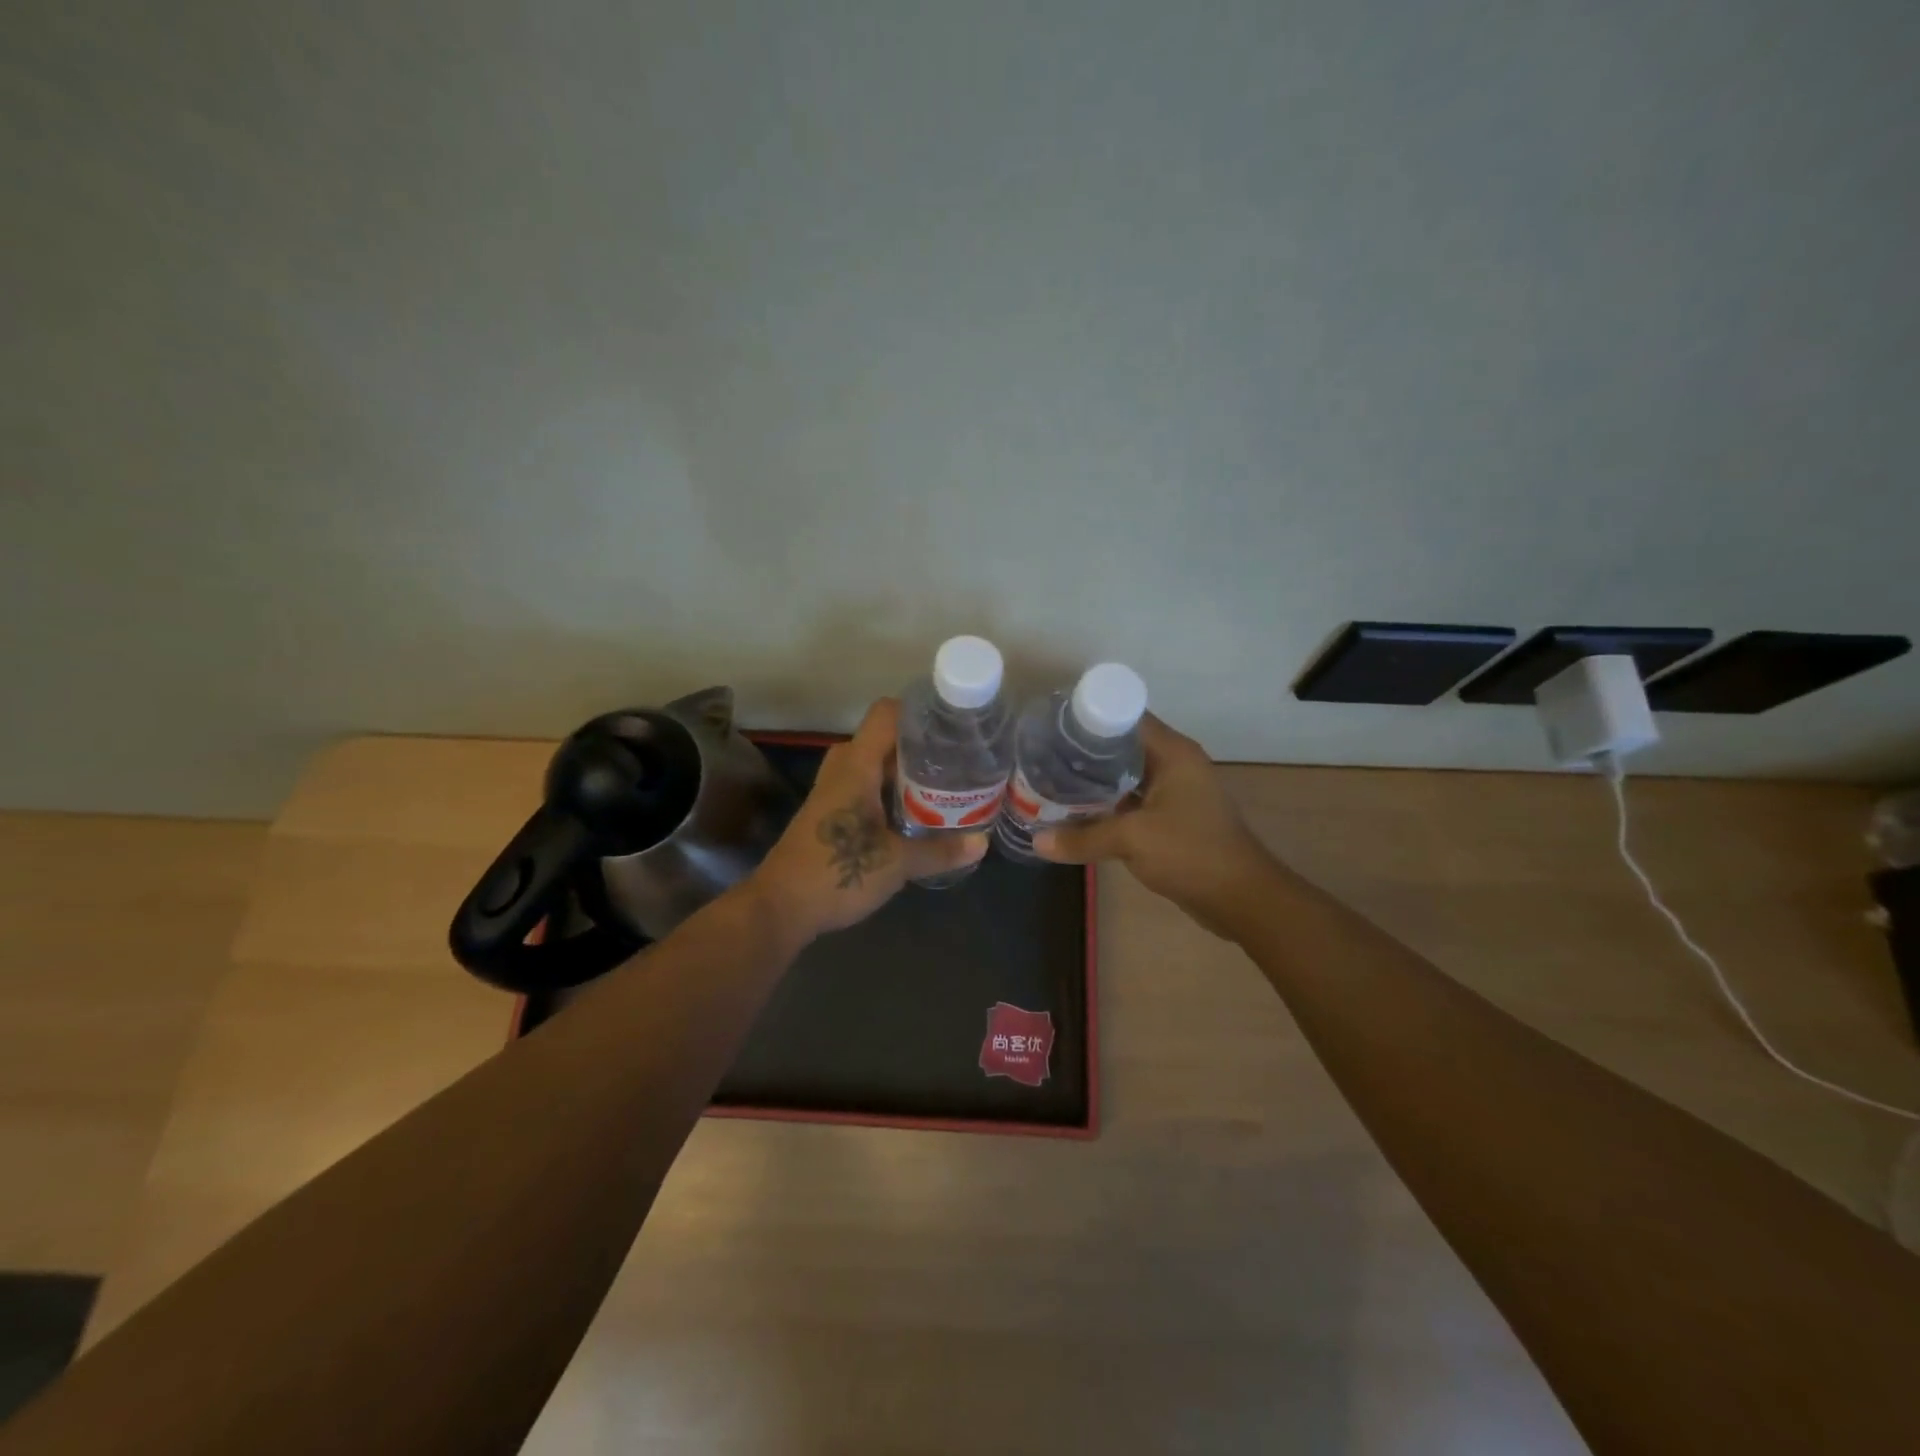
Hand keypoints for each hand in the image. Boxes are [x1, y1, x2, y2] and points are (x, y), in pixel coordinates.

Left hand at [749, 698, 988, 943]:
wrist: (780, 907)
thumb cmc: (837, 873)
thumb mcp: (897, 864)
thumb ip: (940, 851)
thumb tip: (983, 843)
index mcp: (857, 765)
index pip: (886, 714)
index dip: (919, 712)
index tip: (953, 725)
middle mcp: (843, 769)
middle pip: (884, 739)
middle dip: (920, 746)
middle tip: (956, 759)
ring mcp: (833, 791)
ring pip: (874, 765)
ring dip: (905, 772)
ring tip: (944, 784)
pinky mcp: (830, 814)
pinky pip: (865, 786)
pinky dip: (890, 791)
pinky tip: (915, 813)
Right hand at [1034, 714, 1276, 937]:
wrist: (1241, 898)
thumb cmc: (1191, 853)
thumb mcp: (1132, 840)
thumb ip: (1083, 838)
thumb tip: (1036, 842)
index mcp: (1173, 752)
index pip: (1125, 717)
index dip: (1088, 718)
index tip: (1053, 726)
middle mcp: (1175, 764)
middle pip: (1122, 746)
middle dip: (1084, 752)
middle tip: (1043, 756)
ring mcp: (1175, 792)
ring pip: (1126, 776)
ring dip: (1094, 781)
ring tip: (1052, 781)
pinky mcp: (1172, 818)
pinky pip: (1132, 801)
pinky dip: (1108, 804)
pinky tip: (1077, 812)